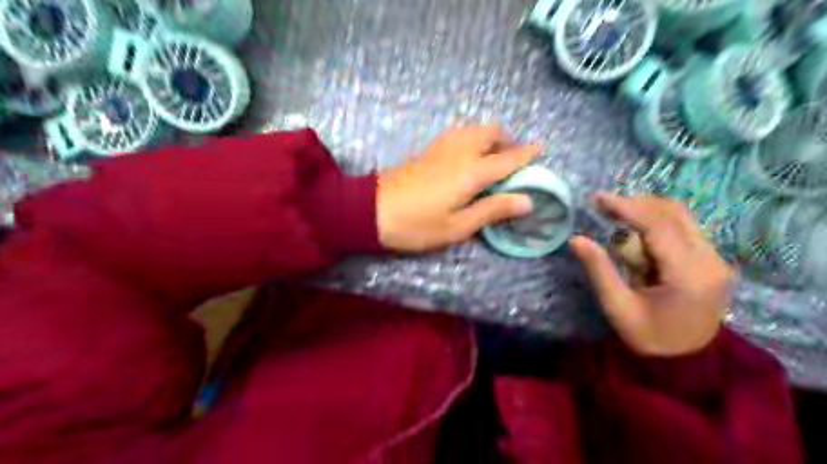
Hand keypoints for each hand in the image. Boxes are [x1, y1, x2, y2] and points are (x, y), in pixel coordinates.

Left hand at [377, 127, 540, 251]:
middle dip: (508, 141)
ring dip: (489, 137)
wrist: (369, 211)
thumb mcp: (457, 226)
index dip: (527, 154)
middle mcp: (459, 151)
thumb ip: (493, 210)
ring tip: (492, 158)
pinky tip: (467, 157)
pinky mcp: (427, 150)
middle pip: (491, 132)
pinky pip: (458, 134)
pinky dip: (472, 138)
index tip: (541, 150)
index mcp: (472, 171)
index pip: (508, 158)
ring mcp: (441, 147)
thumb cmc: (416, 225)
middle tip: (513, 161)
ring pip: (473, 129)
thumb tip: (527, 200)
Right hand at [573, 194, 732, 356]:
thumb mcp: (617, 306)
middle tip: (605, 205)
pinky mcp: (713, 261)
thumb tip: (576, 239)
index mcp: (688, 275)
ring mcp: (717, 260)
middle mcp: (711, 261)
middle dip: (637, 204)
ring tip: (617, 215)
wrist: (686, 361)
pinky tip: (637, 229)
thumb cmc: (648, 337)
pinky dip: (658, 222)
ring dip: (648, 210)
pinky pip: (685, 228)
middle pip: (674, 214)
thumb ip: (599, 269)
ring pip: (682, 217)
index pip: (659, 226)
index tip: (599, 198)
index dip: (627, 207)